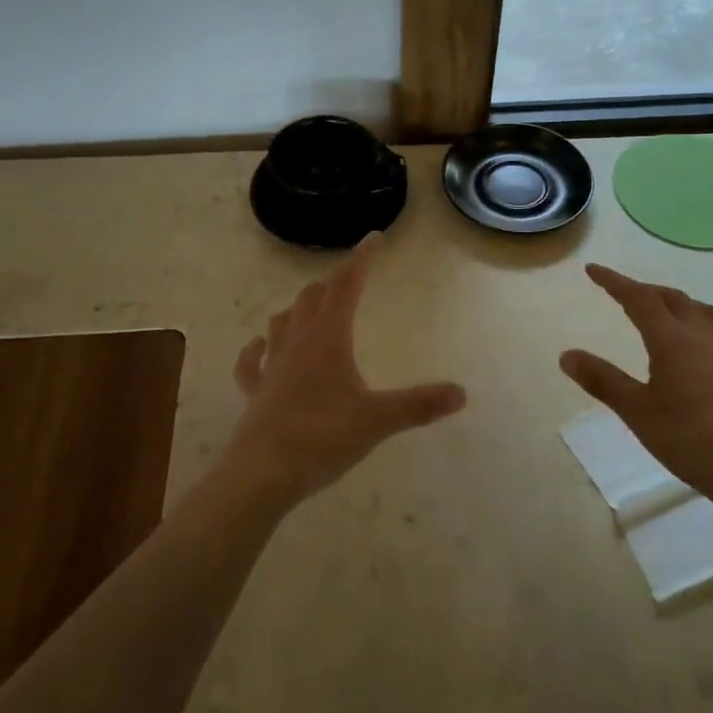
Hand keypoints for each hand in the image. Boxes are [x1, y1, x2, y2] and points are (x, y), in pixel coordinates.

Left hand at [228, 232, 467, 502]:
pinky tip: (259, 347)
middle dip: (331, 285)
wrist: (262, 473)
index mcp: (328, 339)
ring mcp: (271, 366)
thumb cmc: (322, 437)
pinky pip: (250, 362)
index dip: (361, 260)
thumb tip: (461, 393)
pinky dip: (257, 350)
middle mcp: (297, 343)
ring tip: (310, 308)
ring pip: (281, 322)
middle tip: (348, 281)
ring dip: (297, 310)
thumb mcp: (377, 421)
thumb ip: (418, 405)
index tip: (373, 239)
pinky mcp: (254, 392)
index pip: (346, 286)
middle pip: (312, 299)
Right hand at [560, 264, 712, 501]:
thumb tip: (567, 355)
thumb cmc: (688, 439)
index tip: (593, 269)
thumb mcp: (636, 411)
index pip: (639, 298)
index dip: (614, 281)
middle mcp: (703, 337)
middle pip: (672, 299)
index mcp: (672, 340)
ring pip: (702, 312)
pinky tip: (700, 351)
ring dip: (677, 304)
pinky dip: (701, 330)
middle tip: (624, 293)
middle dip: (645, 290)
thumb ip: (602, 380)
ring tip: (664, 312)